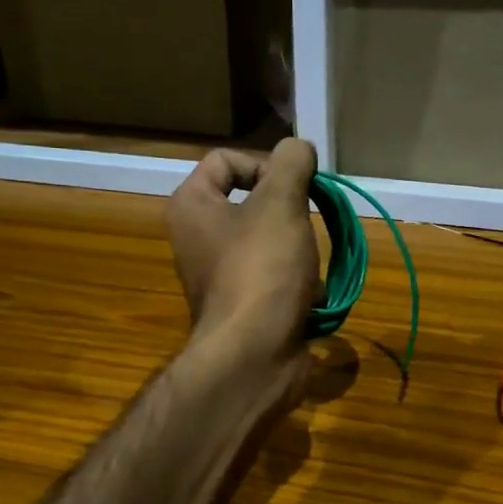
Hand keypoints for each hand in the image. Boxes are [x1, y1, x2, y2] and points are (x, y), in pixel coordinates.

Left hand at [165, 139, 320, 365]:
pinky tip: (310, 295)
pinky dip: (297, 282)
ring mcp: (219, 275)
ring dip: (298, 248)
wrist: (254, 355)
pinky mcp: (242, 306)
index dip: (265, 165)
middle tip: (305, 224)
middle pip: (253, 201)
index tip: (295, 187)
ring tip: (308, 265)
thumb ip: (291, 163)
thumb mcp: (281, 202)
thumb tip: (298, 147)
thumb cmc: (262, 268)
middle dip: (288, 211)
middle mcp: (197, 238)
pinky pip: (275, 277)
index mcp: (192, 206)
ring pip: (270, 240)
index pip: (225, 160)